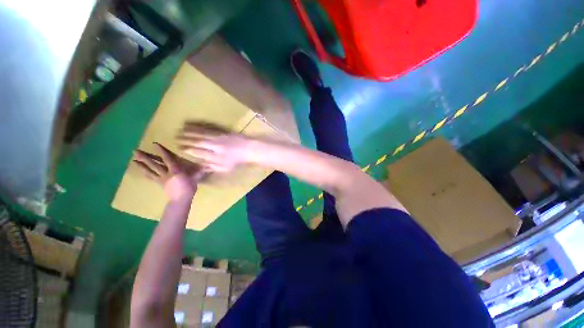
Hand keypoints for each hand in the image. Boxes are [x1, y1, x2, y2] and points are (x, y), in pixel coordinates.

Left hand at [133, 143, 205, 200]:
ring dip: (141, 165)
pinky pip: (151, 177)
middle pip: (154, 164)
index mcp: (176, 170)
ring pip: (150, 170)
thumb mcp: (195, 179)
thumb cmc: (189, 188)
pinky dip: (145, 173)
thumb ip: (198, 171)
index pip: (168, 159)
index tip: (155, 144)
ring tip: (133, 159)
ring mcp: (161, 178)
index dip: (162, 152)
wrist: (180, 200)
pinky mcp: (160, 183)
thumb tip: (207, 166)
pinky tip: (141, 171)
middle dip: (145, 157)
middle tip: (135, 151)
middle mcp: (166, 173)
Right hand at [177, 122, 252, 172]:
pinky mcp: (222, 131)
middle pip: (198, 142)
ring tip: (179, 130)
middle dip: (186, 140)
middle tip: (175, 138)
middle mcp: (215, 146)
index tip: (180, 149)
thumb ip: (212, 167)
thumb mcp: (225, 168)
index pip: (198, 152)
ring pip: (202, 134)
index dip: (188, 150)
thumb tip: (200, 166)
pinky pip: (209, 128)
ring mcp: (219, 137)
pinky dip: (199, 126)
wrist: (249, 149)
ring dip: (190, 132)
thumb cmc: (237, 160)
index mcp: (215, 156)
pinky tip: (194, 124)